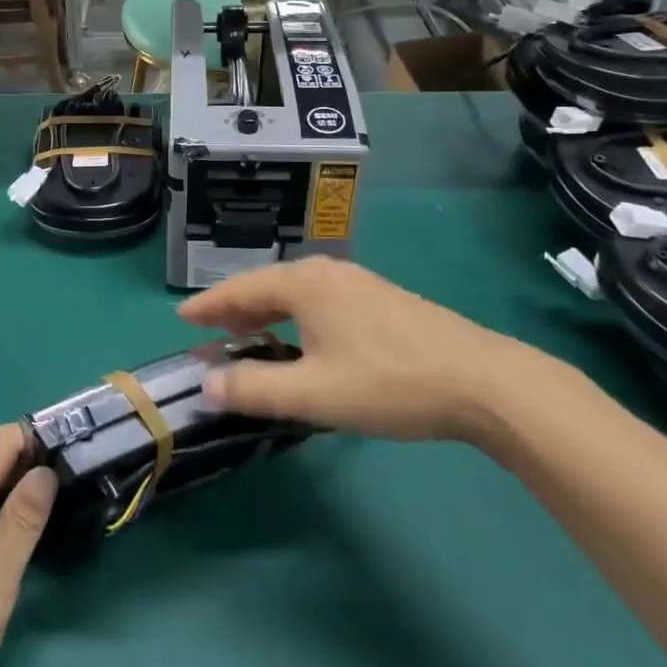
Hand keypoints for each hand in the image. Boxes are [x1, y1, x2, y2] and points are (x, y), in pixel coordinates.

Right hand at [178, 257, 544, 441]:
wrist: (483, 381)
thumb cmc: (389, 383)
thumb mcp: (314, 393)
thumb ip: (255, 388)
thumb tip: (208, 384)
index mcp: (305, 285)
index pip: (241, 289)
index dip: (209, 304)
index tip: (182, 317)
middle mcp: (328, 273)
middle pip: (268, 285)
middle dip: (237, 308)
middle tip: (213, 332)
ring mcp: (359, 283)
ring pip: (298, 293)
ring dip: (268, 313)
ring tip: (252, 336)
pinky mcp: (383, 300)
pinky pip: (321, 301)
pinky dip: (297, 316)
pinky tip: (305, 340)